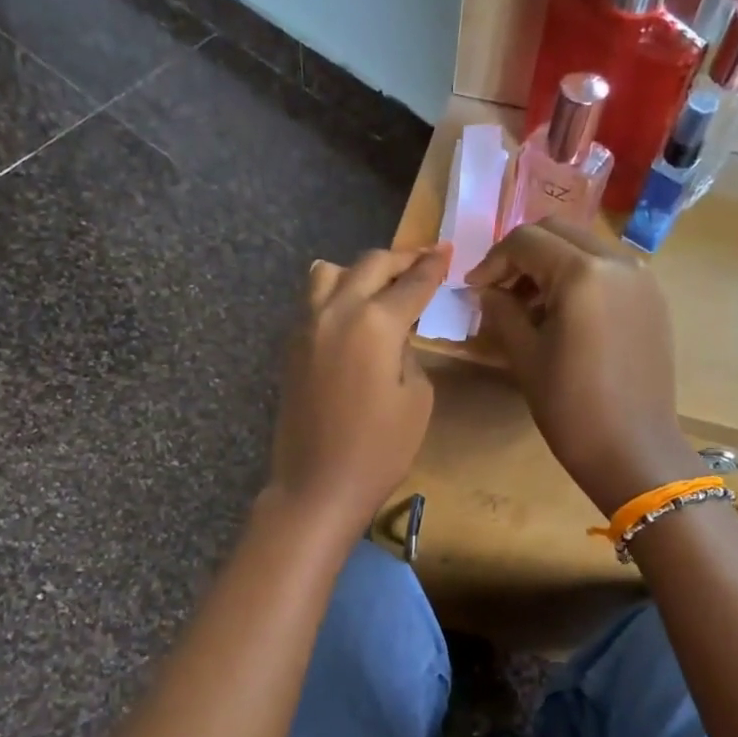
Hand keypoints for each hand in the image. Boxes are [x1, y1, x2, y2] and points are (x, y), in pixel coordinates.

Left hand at [268, 243, 451, 537]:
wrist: (317, 485)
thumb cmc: (379, 450)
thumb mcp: (417, 398)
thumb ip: (408, 353)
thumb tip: (394, 336)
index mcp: (375, 322)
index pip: (411, 282)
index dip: (432, 266)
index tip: (446, 251)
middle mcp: (336, 312)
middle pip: (369, 265)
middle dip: (400, 259)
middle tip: (422, 262)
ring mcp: (306, 327)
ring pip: (329, 273)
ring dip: (359, 271)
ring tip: (379, 288)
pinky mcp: (291, 347)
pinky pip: (313, 301)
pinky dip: (335, 294)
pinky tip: (352, 315)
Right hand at [467, 221, 696, 515]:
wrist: (633, 449)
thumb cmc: (571, 408)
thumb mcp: (525, 357)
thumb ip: (502, 312)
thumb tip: (486, 291)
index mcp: (582, 274)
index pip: (526, 241)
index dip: (492, 261)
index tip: (475, 289)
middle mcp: (618, 262)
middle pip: (558, 231)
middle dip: (522, 253)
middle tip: (501, 290)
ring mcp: (642, 278)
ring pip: (585, 245)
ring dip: (552, 262)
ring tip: (530, 305)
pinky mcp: (653, 298)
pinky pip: (609, 267)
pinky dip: (580, 275)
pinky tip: (565, 314)